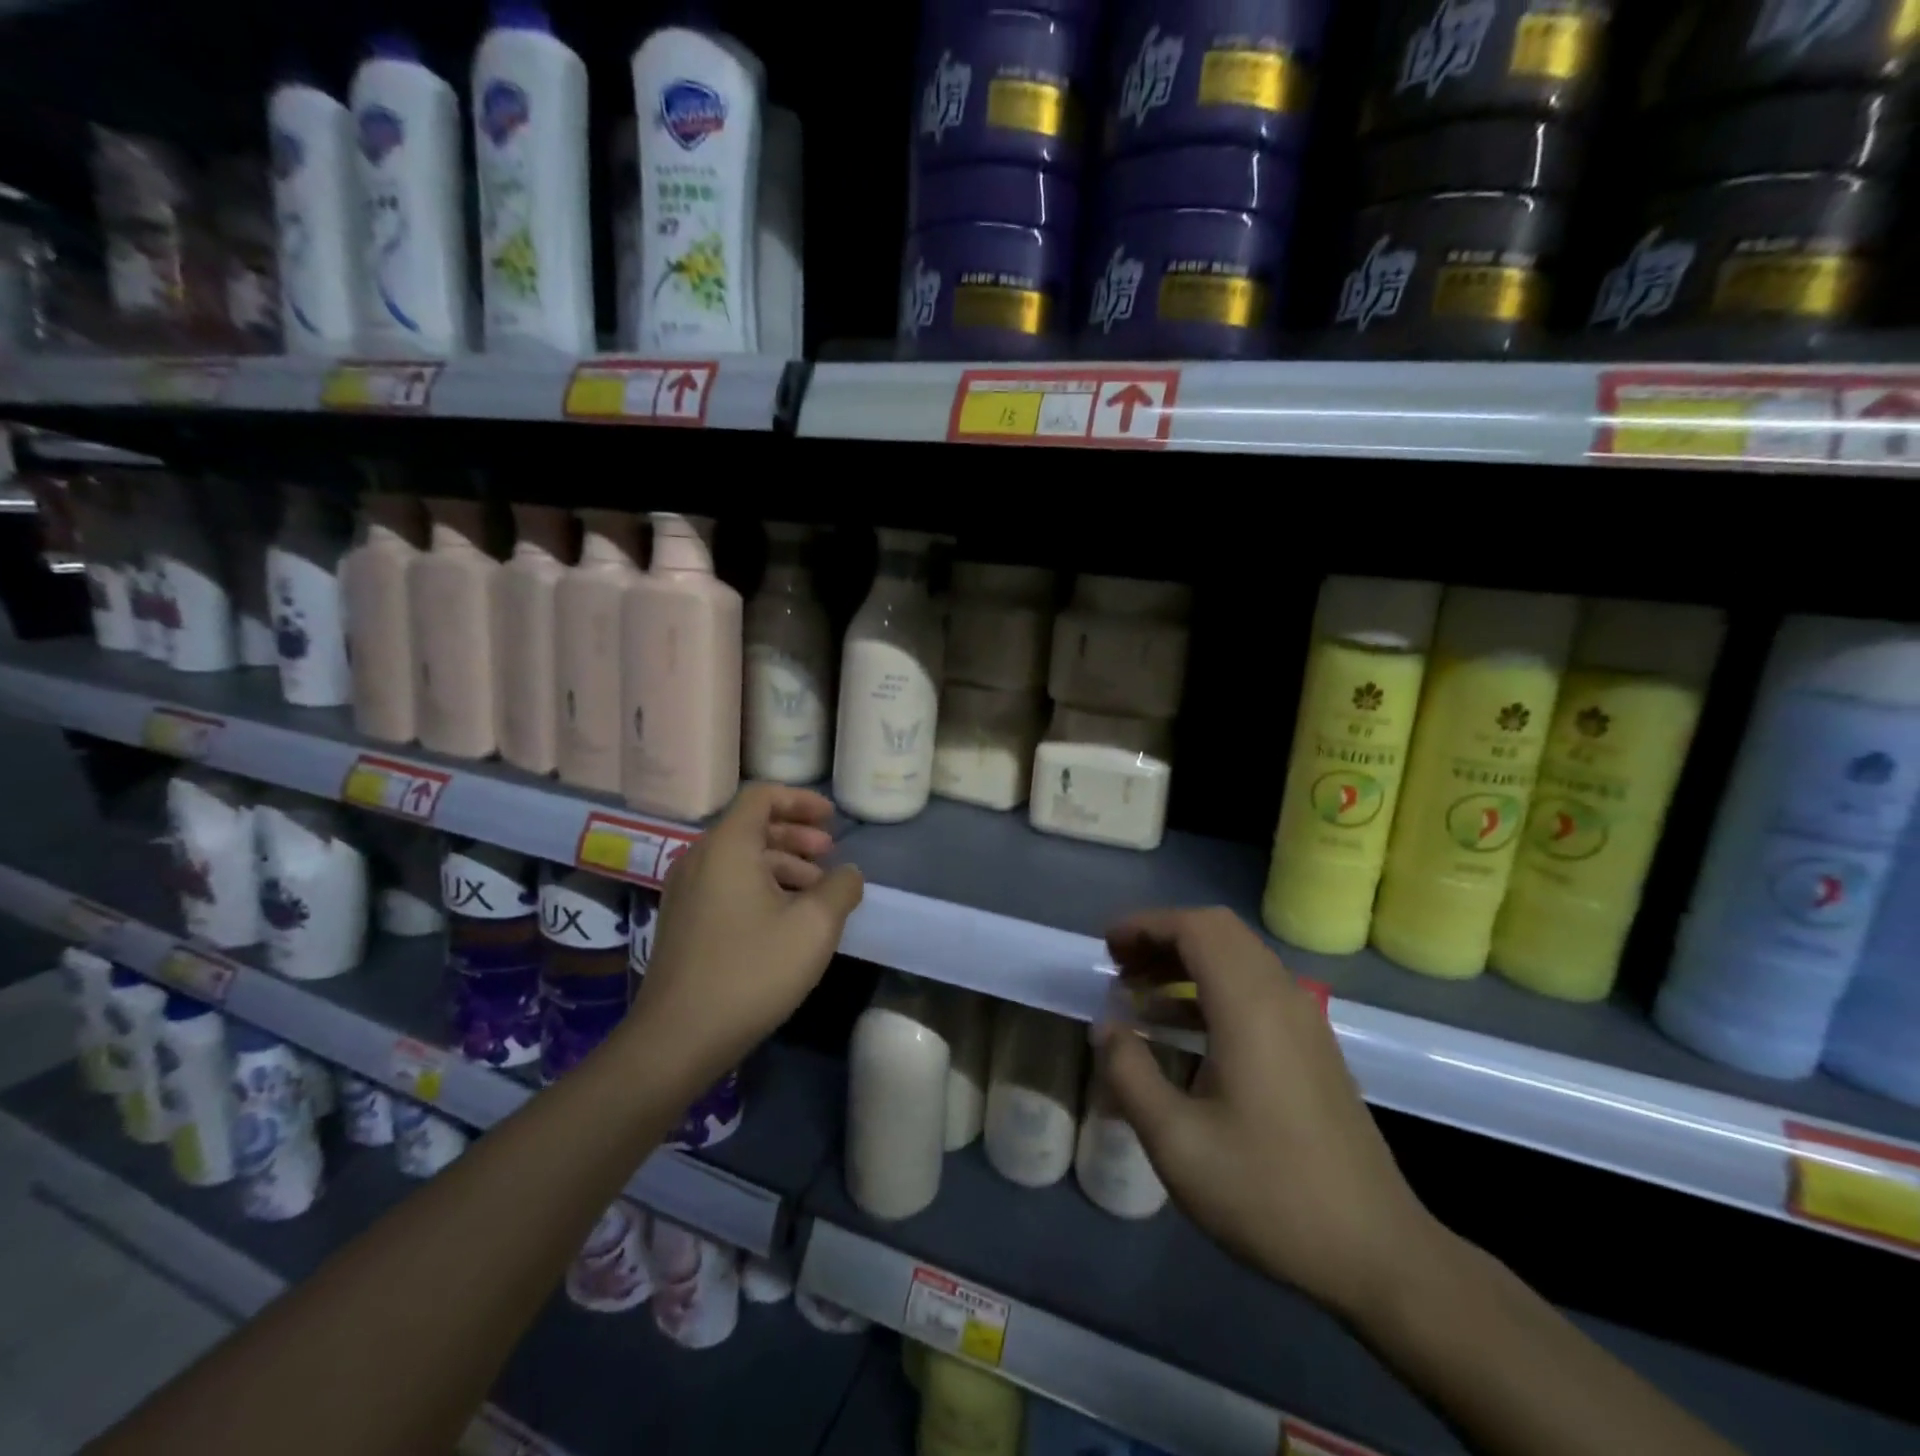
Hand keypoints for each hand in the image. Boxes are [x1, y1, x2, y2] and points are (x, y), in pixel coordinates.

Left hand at [628, 784, 863, 1081]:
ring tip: (817, 890)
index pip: (762, 796)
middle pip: (751, 826)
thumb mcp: (814, 926)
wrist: (678, 1038)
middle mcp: (700, 858)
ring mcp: (685, 891)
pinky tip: (785, 917)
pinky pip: (726, 883)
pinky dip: (760, 885)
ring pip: (740, 858)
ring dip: (782, 863)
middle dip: (796, 834)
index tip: (832, 819)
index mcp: (727, 846)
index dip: (801, 800)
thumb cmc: (751, 971)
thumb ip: (841, 888)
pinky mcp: (683, 920)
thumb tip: (848, 873)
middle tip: (829, 853)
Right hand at [1097, 907, 1439, 1323]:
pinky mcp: (1312, 1045)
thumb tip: (1106, 1026)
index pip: (1195, 928)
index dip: (1145, 925)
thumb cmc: (1269, 1193)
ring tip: (1139, 992)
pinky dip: (1211, 986)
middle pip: (1218, 931)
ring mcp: (1303, 1020)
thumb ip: (1129, 1073)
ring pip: (1238, 956)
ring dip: (1186, 960)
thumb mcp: (1177, 1141)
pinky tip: (1180, 1027)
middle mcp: (1281, 997)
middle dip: (1163, 936)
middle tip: (1120, 965)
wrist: (1377, 1254)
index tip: (1106, 948)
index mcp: (1250, 1007)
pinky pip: (1254, 987)